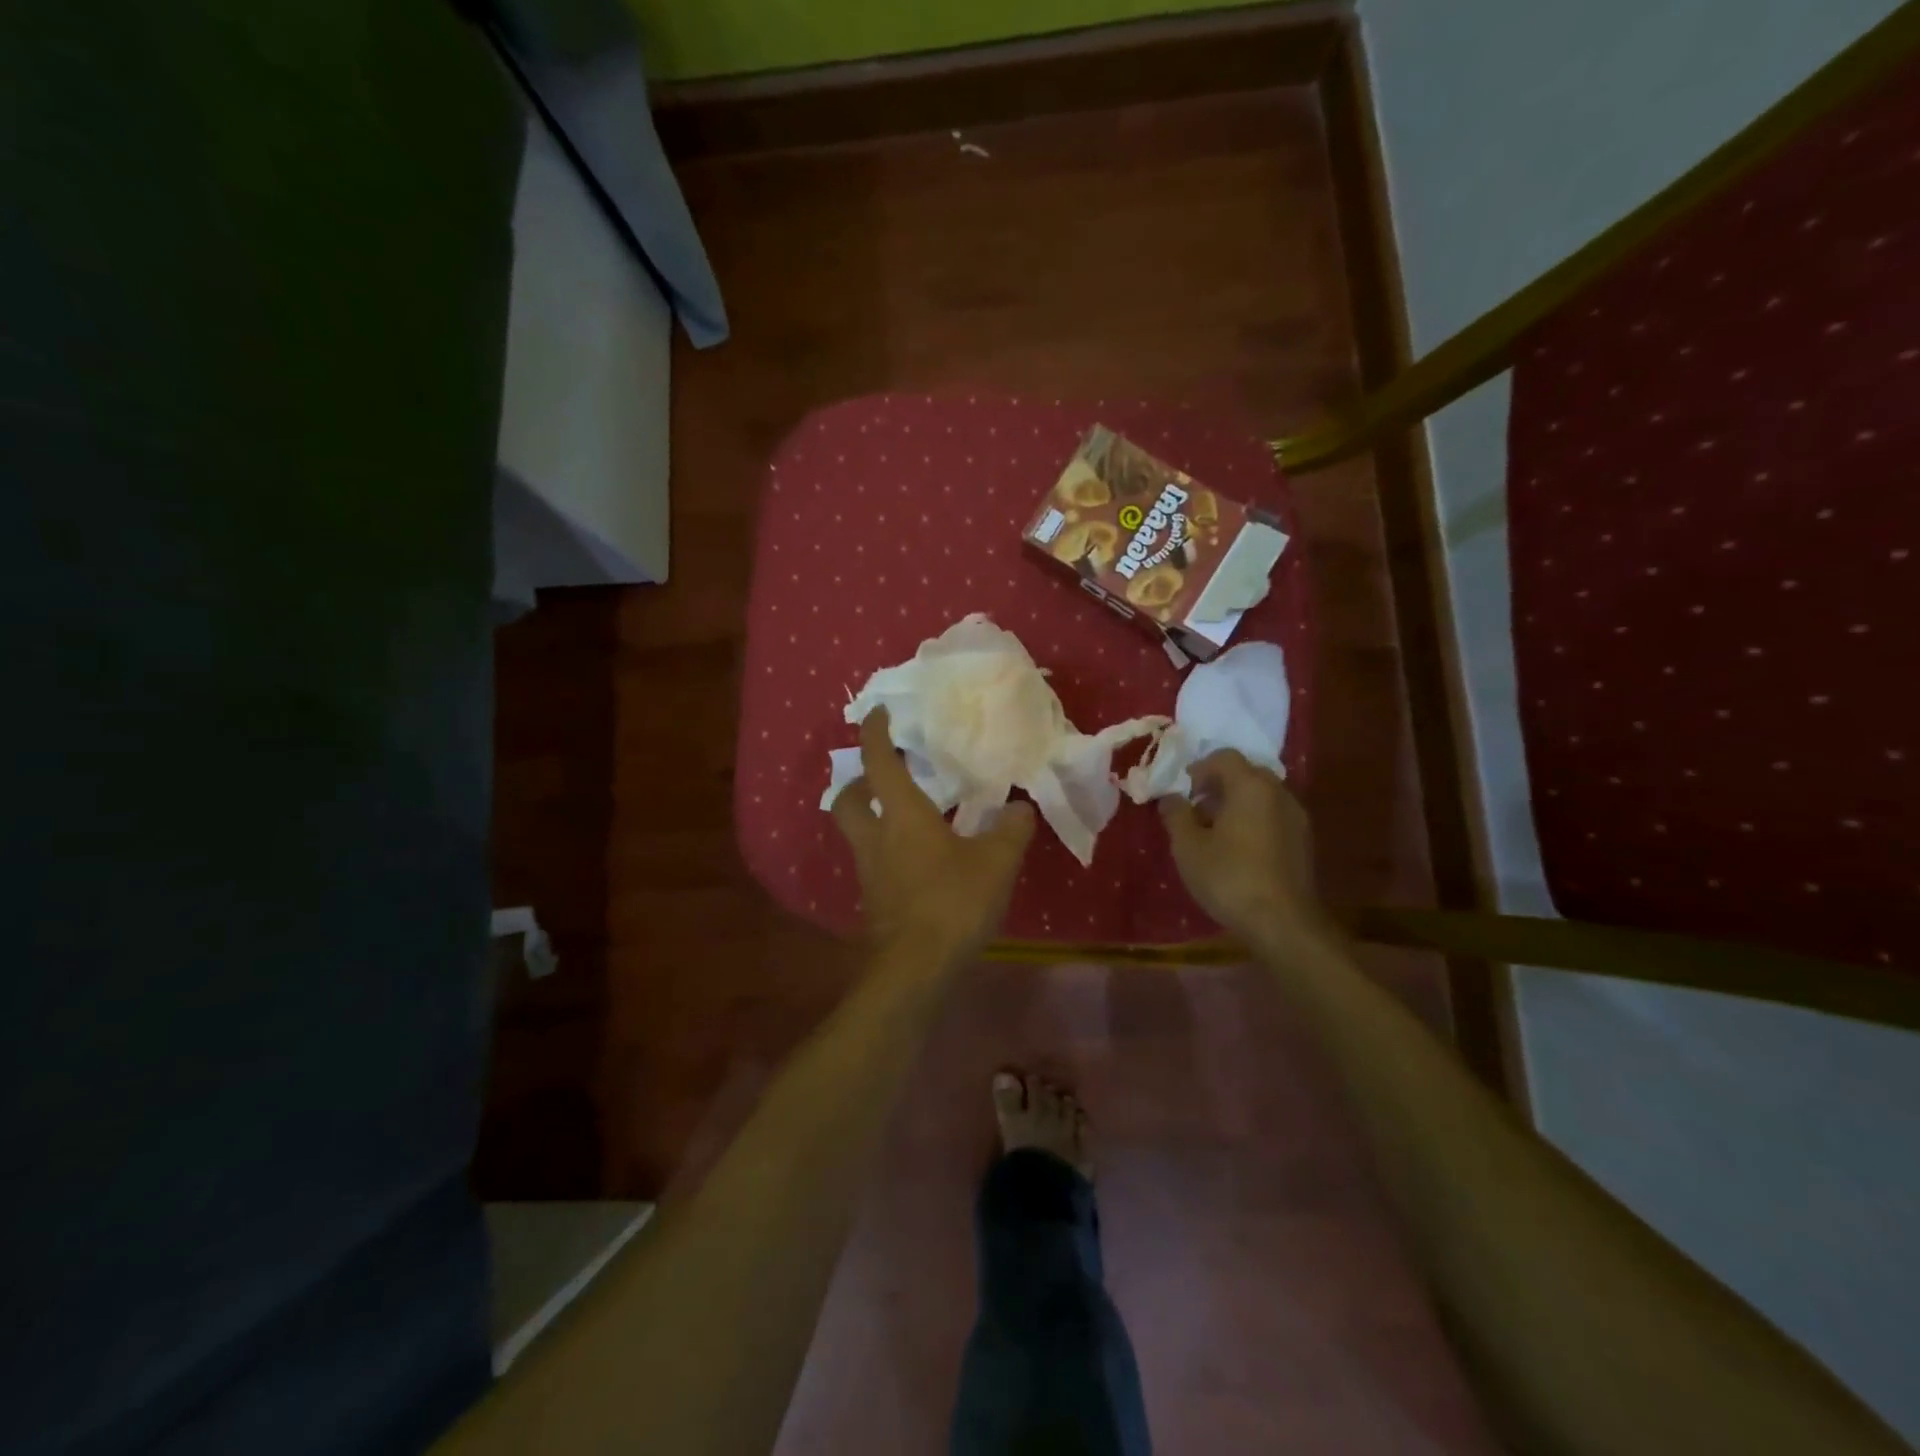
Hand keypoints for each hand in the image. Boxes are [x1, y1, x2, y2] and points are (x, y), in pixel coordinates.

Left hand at [831, 707, 1036, 963]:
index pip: (879, 762)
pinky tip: (918, 863)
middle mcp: (876, 838)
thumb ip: (1011, 830)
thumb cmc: (953, 901)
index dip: (876, 733)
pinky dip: (887, 853)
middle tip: (881, 776)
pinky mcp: (874, 902)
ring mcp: (870, 872)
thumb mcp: (997, 861)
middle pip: (847, 800)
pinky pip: (873, 864)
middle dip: (857, 782)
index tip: (879, 713)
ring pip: (857, 834)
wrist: (916, 968)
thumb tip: (1020, 807)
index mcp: (902, 816)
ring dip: (872, 818)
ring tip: (906, 818)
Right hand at [1159, 750, 1326, 951]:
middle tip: (1197, 809)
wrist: (1282, 922)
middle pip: (1246, 774)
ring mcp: (1296, 818)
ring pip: (1262, 796)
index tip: (1183, 792)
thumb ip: (1176, 814)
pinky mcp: (1304, 842)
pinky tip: (1238, 850)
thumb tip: (1170, 798)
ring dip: (1237, 804)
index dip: (1199, 769)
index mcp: (1251, 786)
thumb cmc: (1229, 877)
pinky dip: (1254, 821)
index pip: (1224, 757)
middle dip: (1219, 785)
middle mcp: (1279, 793)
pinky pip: (1274, 816)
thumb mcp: (1188, 846)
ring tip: (1215, 832)